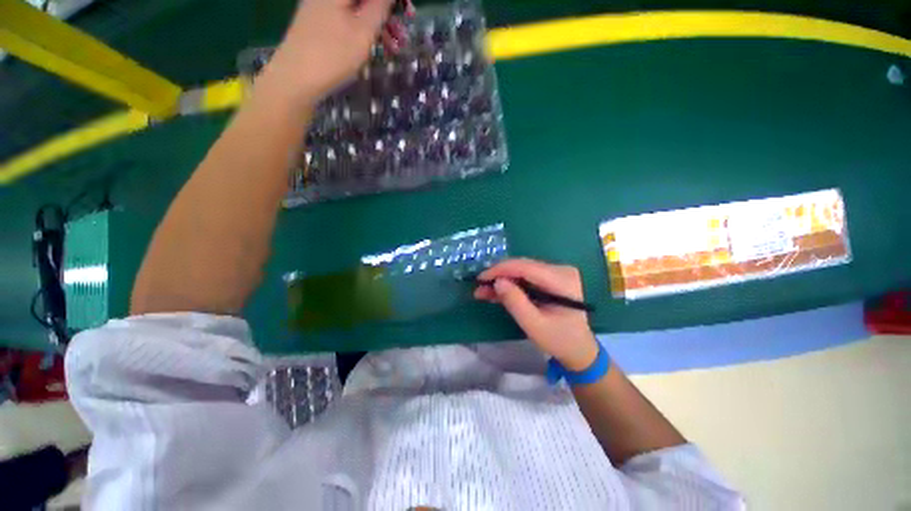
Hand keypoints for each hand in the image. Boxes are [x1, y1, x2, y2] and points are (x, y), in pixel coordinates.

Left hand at [265, 0, 411, 106]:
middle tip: (402, 34)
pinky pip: (348, 18)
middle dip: (387, 12)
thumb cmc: (333, 54)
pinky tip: (374, 47)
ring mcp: (322, 5)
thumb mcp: (364, 30)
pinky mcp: (320, 20)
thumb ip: (380, 5)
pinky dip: (364, 29)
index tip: (407, 13)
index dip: (393, 0)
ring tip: (393, 48)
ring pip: (358, 9)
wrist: (296, 77)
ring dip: (379, 25)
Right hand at [475, 259, 599, 370]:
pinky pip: (525, 277)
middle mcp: (561, 270)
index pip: (526, 267)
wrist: (579, 349)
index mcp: (562, 280)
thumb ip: (515, 303)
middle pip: (523, 266)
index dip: (501, 270)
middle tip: (479, 288)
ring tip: (483, 292)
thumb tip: (497, 282)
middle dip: (499, 276)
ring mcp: (556, 273)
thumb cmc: (559, 340)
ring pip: (521, 271)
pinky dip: (510, 285)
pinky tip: (496, 292)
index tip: (481, 279)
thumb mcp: (534, 326)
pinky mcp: (550, 278)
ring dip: (502, 281)